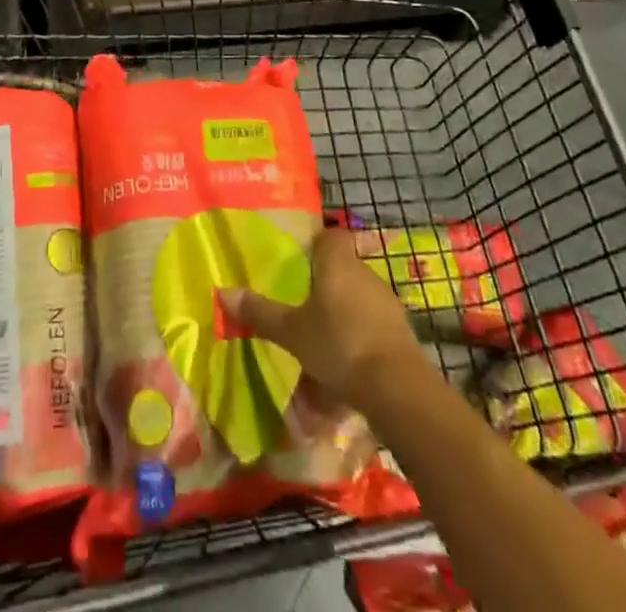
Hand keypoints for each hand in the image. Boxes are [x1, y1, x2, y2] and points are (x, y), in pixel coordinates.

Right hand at [222, 229, 423, 407]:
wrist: (397, 389)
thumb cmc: (338, 344)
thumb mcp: (291, 331)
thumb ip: (260, 312)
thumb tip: (223, 292)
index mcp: (338, 263)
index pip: (331, 236)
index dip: (317, 244)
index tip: (300, 260)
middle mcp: (365, 275)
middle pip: (343, 269)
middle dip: (325, 286)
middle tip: (302, 306)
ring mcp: (387, 304)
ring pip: (358, 300)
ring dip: (343, 315)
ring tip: (321, 342)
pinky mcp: (401, 334)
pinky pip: (373, 328)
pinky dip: (359, 340)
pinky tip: (345, 367)